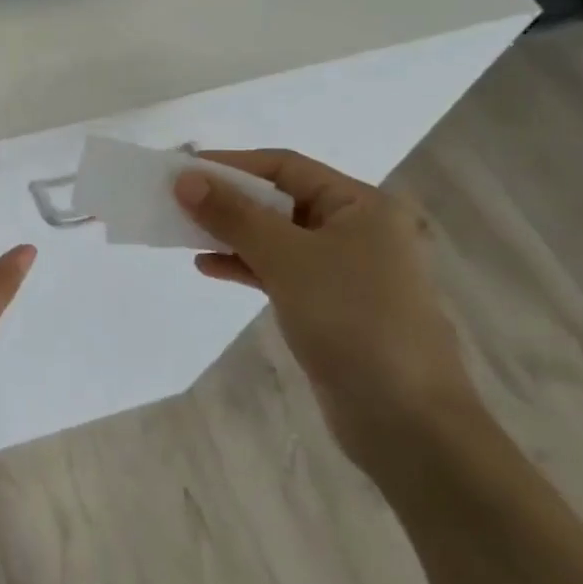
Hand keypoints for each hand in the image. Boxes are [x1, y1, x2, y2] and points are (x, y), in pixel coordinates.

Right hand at [173, 150, 482, 472]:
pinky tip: (209, 267)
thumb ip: (233, 215)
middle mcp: (357, 229)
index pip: (286, 166)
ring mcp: (346, 270)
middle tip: (177, 201)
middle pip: (281, 200)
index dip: (232, 164)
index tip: (183, 169)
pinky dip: (246, 266)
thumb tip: (185, 179)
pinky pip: (281, 271)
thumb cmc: (352, 320)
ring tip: (184, 233)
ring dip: (232, 233)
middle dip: (229, 200)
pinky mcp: (332, 306)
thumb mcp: (287, 258)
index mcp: (362, 205)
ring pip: (277, 237)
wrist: (405, 420)